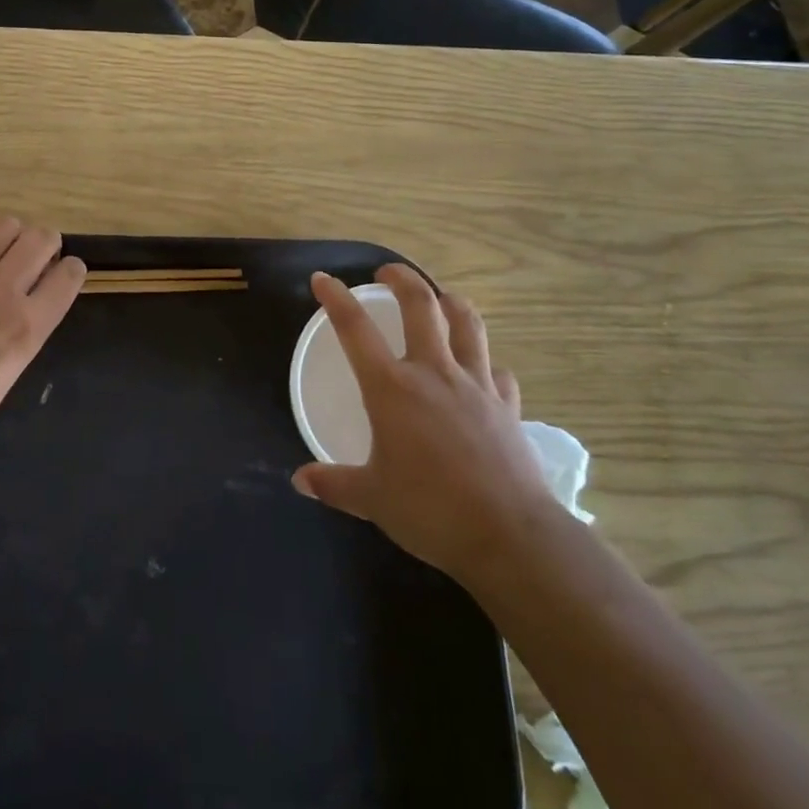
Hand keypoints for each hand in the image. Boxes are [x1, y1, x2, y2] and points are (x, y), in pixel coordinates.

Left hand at [0, 217, 85, 458]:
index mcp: (27, 325)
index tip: (65, 275)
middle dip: (48, 246)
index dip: (72, 271)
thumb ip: (28, 330)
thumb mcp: (10, 373)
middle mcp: (2, 291)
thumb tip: (36, 299)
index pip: (69, 274)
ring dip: (14, 238)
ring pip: (6, 226)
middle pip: (42, 238)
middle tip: (37, 262)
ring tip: (5, 258)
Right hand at [292, 266, 558, 579]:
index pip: (355, 328)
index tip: (322, 279)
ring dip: (451, 303)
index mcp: (392, 388)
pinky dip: (486, 363)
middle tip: (387, 273)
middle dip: (402, 278)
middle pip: (421, 305)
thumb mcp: (371, 499)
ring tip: (440, 298)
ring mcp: (476, 384)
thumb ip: (333, 484)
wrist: (508, 535)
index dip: (335, 298)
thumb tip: (300, 480)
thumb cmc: (430, 511)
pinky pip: (497, 370)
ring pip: (467, 323)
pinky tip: (482, 371)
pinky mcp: (507, 404)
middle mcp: (433, 372)